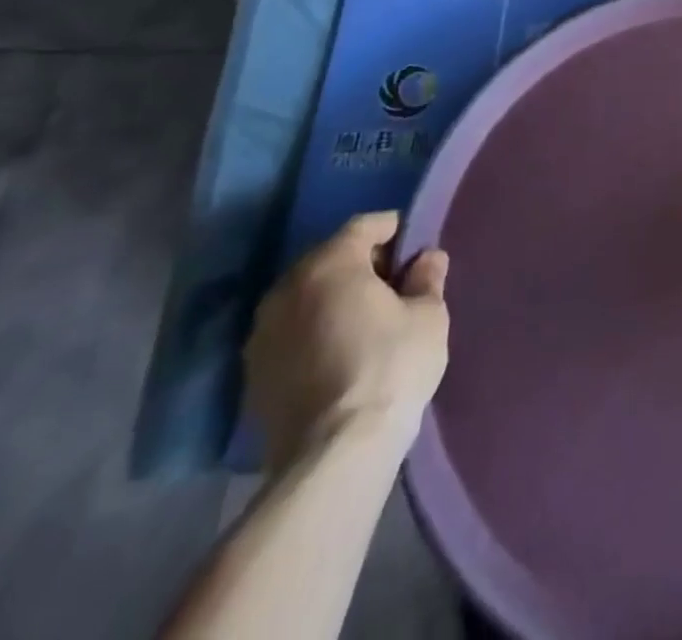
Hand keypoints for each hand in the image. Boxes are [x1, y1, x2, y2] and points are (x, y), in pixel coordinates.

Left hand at [245, 211, 450, 472]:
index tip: (414, 247)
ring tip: (364, 322)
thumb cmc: (390, 367)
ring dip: (332, 300)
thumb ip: (427, 279)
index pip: (364, 226)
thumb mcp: (428, 316)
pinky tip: (338, 355)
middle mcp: (287, 288)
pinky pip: (290, 334)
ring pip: (305, 298)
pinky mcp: (253, 375)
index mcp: (330, 264)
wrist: (334, 455)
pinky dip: (313, 333)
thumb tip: (427, 258)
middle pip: (329, 259)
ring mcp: (262, 334)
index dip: (393, 230)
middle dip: (361, 265)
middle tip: (393, 285)